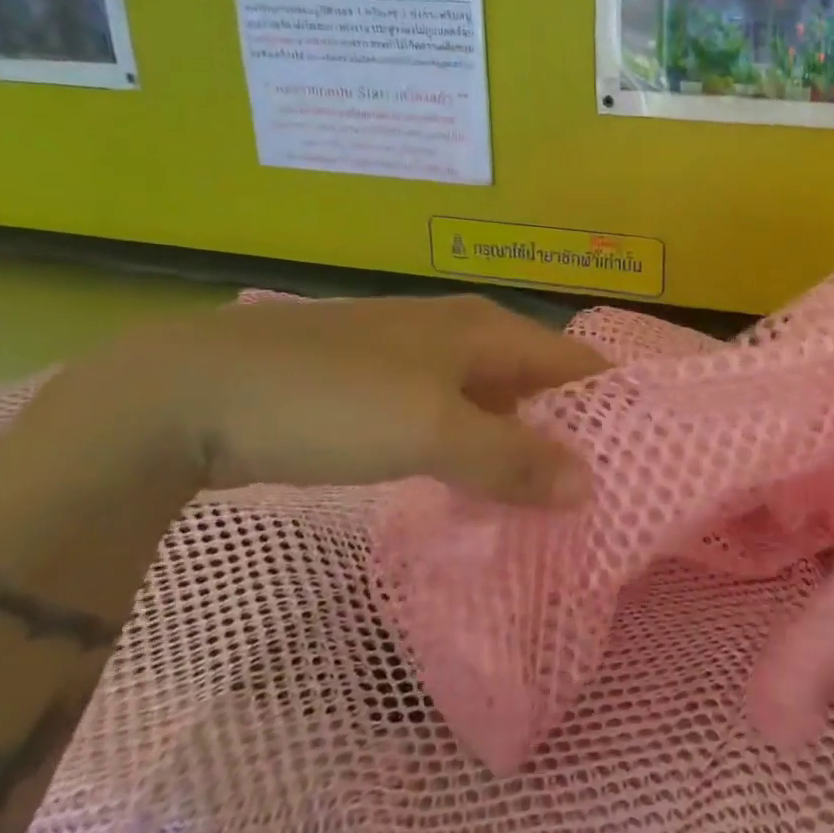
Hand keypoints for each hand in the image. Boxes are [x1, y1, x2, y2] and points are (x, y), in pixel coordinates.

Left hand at [64, 294, 606, 508]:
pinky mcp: (377, 388)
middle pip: (538, 382)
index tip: (642, 456)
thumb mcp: (432, 432)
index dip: (611, 404)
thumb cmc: (330, 400)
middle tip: (599, 493)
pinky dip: (471, 452)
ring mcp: (415, 359)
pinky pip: (449, 419)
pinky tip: (472, 489)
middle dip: (569, 432)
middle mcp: (460, 334)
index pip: (575, 361)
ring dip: (518, 447)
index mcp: (486, 329)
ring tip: (547, 503)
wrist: (190, 393)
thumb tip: (589, 485)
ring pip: (492, 403)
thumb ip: (513, 458)